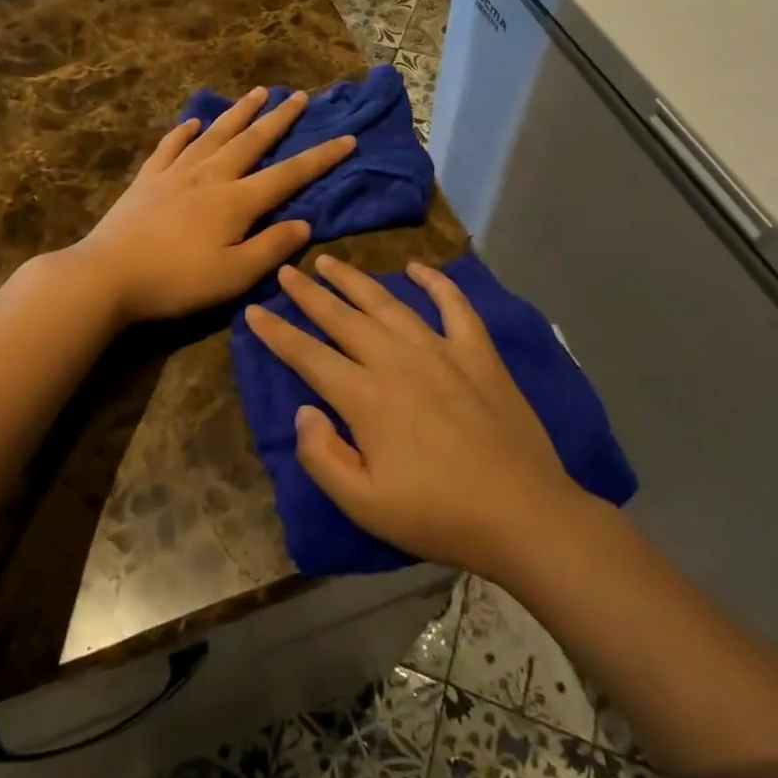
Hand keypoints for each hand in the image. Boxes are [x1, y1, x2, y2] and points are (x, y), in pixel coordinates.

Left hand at [69, 87, 356, 323]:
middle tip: (300, 96)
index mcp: (237, 201)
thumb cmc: (177, 281)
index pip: (289, 175)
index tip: (348, 138)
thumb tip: (305, 224)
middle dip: (280, 119)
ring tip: (257, 92)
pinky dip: (184, 132)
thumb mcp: (235, 275)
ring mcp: (176, 174)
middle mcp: (211, 176)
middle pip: (252, 141)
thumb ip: (272, 247)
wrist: (107, 275)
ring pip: (215, 135)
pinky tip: (192, 122)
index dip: (321, 158)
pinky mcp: (147, 180)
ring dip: (239, 113)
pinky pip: (170, 147)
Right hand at [243, 254, 578, 578]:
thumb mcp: (364, 505)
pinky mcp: (478, 354)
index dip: (277, 333)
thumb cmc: (438, 516)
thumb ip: (322, 456)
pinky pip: (454, 306)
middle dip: (309, 293)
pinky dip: (435, 282)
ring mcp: (441, 351)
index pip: (309, 356)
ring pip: (388, 304)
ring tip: (330, 261)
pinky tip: (417, 268)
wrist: (524, 515)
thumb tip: (304, 411)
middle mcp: (398, 361)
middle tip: (286, 271)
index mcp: (366, 398)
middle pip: (343, 318)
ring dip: (355, 280)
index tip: (254, 311)